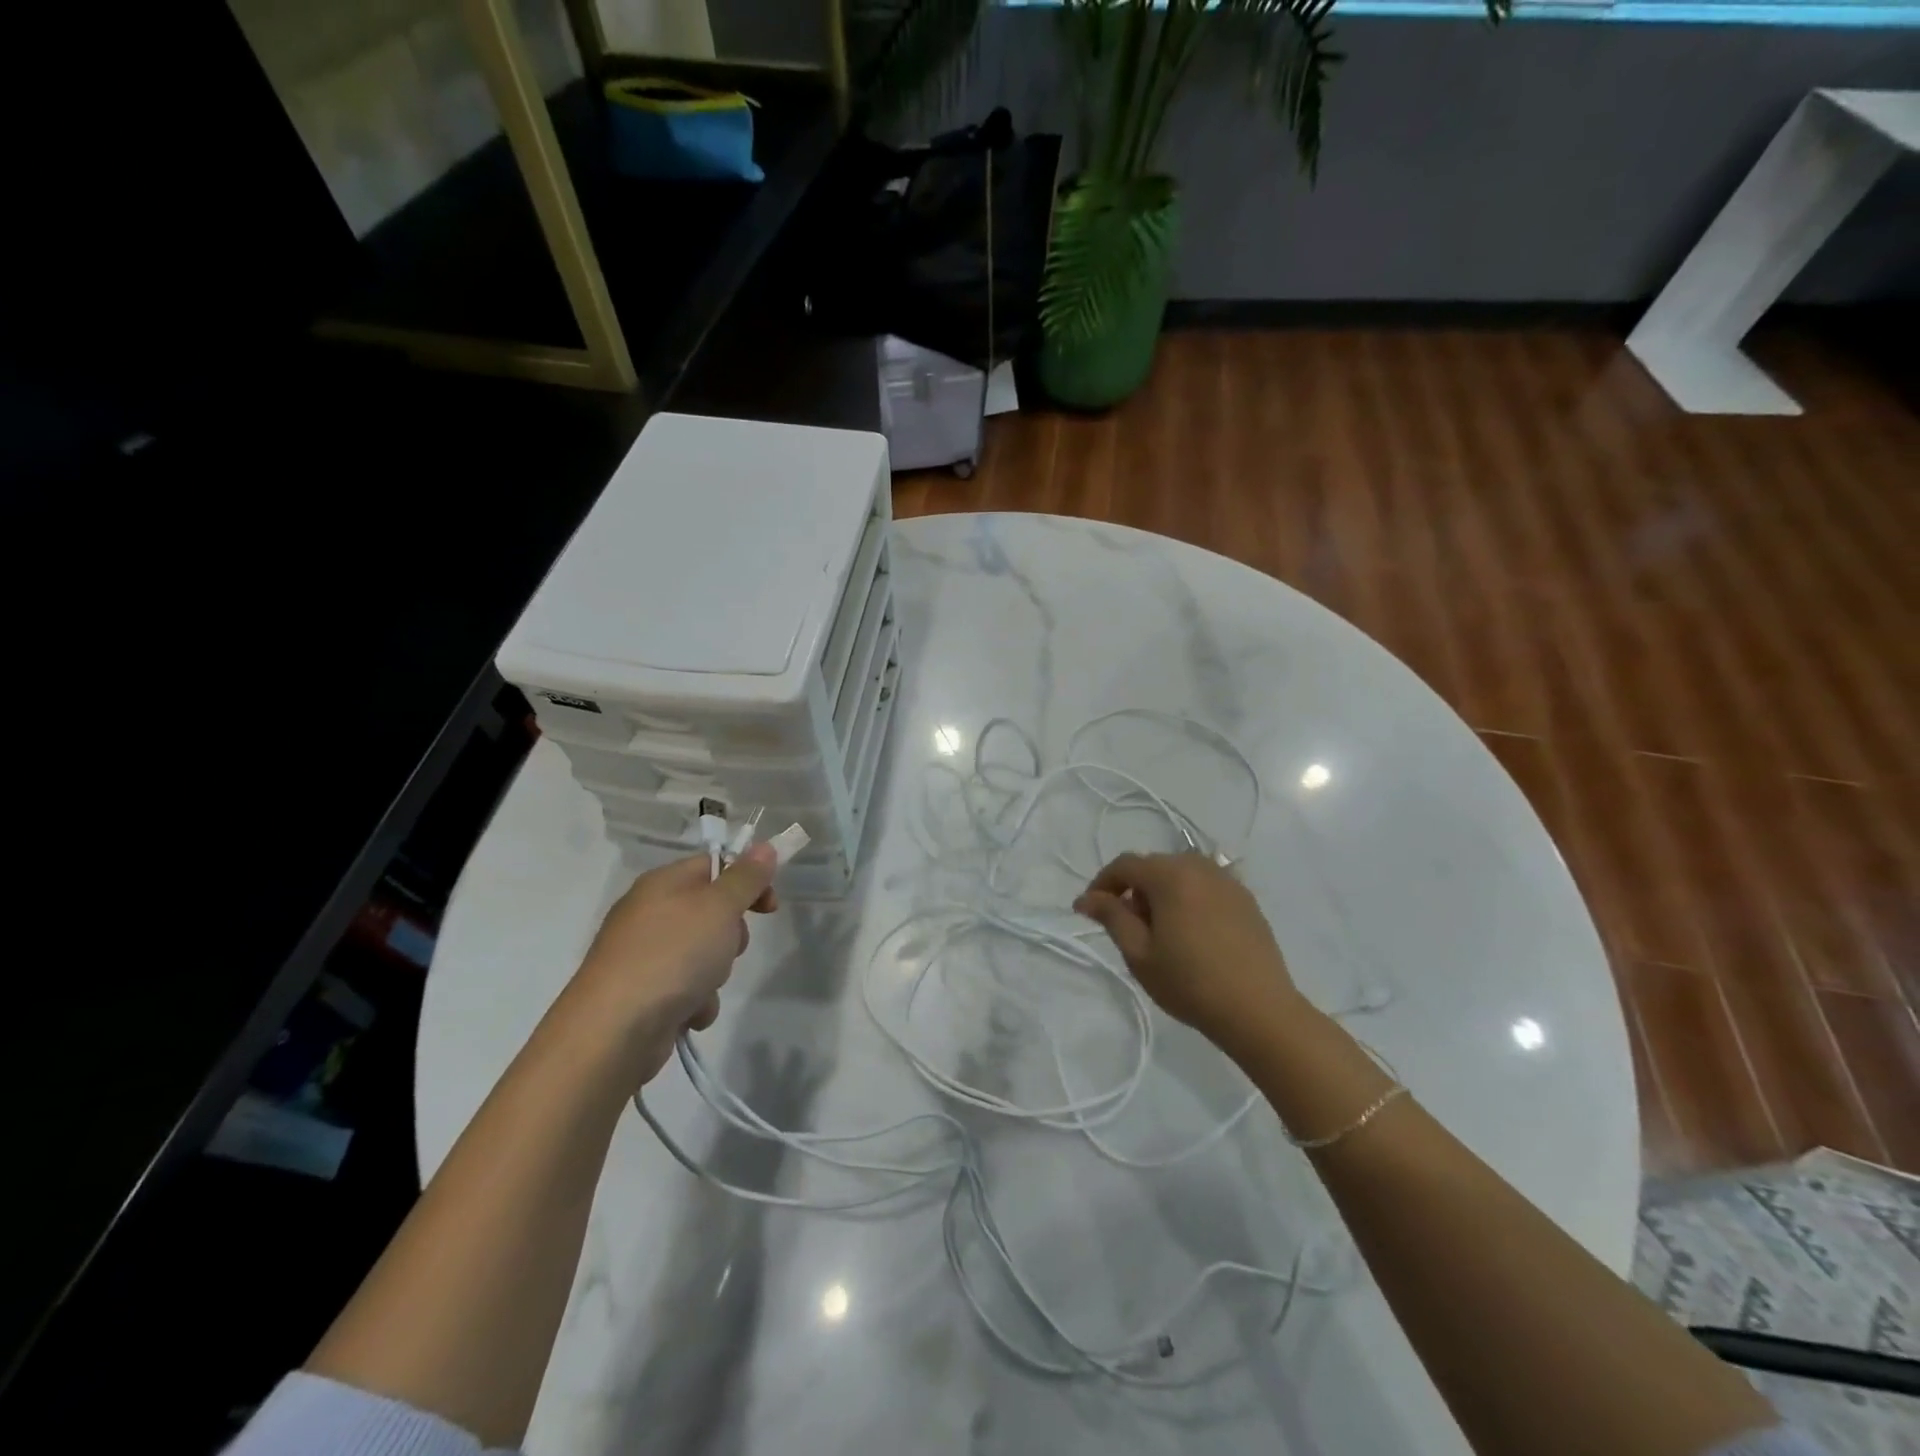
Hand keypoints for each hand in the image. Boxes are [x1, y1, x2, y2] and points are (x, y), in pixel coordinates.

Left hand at [568, 843, 777, 1084]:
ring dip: (715, 974)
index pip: (714, 865)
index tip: (770, 907)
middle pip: (711, 912)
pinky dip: (695, 1001)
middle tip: (730, 946)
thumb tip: (764, 847)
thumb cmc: (672, 955)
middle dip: (731, 935)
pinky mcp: (642, 993)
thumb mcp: (719, 907)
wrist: (614, 1030)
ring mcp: (643, 955)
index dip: (748, 882)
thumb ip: (745, 878)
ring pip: (703, 954)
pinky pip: (686, 988)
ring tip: (703, 987)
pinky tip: (687, 1013)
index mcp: (663, 883)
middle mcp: (649, 913)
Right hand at [1074, 852, 1303, 1058]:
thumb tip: (1087, 898)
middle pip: (1154, 867)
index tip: (1089, 910)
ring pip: (1181, 876)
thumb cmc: (1190, 982)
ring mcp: (1227, 881)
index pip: (1125, 865)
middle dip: (1134, 890)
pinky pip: (1205, 888)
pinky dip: (1189, 900)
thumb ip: (1111, 917)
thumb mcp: (1139, 953)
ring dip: (1162, 894)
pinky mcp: (1246, 900)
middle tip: (1128, 928)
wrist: (1259, 1010)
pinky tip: (1192, 934)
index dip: (1102, 883)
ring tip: (1161, 933)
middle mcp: (1199, 867)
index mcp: (1170, 875)